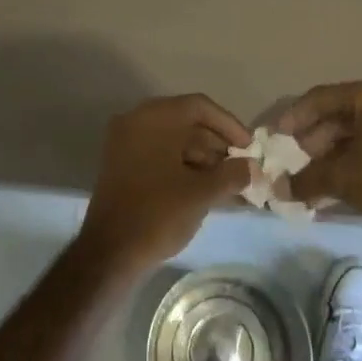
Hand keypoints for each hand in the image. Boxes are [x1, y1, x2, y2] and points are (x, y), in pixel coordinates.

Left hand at [76, 95, 252, 277]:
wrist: (109, 253)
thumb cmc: (158, 213)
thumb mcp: (201, 193)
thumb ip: (232, 174)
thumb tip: (252, 168)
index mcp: (154, 117)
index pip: (200, 107)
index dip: (229, 125)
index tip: (249, 147)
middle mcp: (136, 120)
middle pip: (186, 122)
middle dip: (217, 144)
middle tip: (241, 167)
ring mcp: (125, 142)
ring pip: (173, 139)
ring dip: (202, 158)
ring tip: (227, 183)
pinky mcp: (121, 164)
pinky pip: (159, 154)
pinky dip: (182, 166)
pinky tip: (204, 188)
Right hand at [278, 79, 361, 244]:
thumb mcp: (342, 177)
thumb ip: (307, 179)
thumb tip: (279, 188)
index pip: (319, 98)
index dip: (293, 118)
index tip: (274, 137)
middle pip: (337, 114)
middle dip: (311, 139)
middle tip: (291, 160)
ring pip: (353, 131)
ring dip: (329, 151)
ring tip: (309, 175)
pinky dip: (349, 158)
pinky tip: (333, 180)